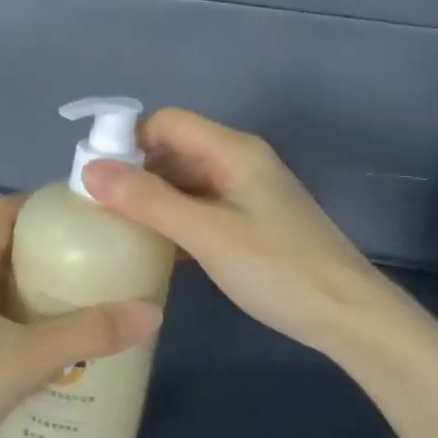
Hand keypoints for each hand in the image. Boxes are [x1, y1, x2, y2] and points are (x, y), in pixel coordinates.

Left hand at [0, 194, 162, 437]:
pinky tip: (57, 350)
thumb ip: (87, 334)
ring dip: (44, 291)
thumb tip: (151, 311)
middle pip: (11, 247)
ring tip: (93, 303)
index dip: (46, 204)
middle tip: (104, 263)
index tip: (91, 214)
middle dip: (56, 251)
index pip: (7, 211)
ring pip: (5, 287)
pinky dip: (28, 324)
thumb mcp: (25, 358)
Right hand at [84, 108, 394, 356]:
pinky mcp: (252, 223)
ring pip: (187, 182)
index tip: (94, 177)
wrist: (348, 315)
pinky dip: (175, 220)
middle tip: (97, 208)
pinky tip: (155, 248)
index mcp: (233, 150)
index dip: (128, 140)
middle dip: (136, 172)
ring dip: (153, 199)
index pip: (167, 122)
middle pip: (175, 150)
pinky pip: (201, 208)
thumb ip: (148, 201)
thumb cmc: (277, 268)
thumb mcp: (206, 234)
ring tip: (117, 229)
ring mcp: (248, 193)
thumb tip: (90, 170)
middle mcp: (240, 162)